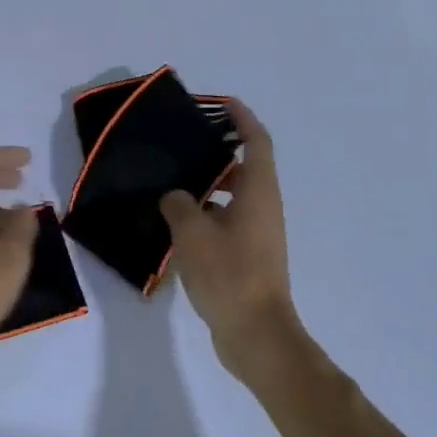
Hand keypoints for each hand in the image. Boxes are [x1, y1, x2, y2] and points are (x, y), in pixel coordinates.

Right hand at [159, 101, 313, 386]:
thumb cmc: (229, 275)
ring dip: (209, 185)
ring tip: (173, 182)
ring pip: (235, 195)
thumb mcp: (193, 233)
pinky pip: (228, 220)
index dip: (240, 117)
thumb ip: (179, 204)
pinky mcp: (250, 255)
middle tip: (184, 144)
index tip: (219, 103)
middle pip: (246, 166)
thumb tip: (176, 196)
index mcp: (258, 192)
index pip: (256, 140)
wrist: (256, 333)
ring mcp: (259, 233)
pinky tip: (177, 224)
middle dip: (218, 151)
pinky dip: (207, 213)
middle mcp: (264, 206)